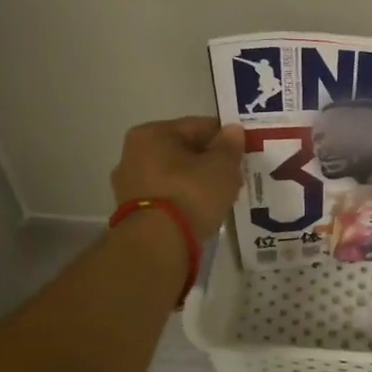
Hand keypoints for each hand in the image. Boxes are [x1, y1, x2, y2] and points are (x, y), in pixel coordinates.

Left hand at [111, 117, 245, 239]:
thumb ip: (229, 146)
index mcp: (151, 134)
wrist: (157, 245)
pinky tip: (202, 211)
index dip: (224, 139)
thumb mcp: (221, 167)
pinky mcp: (132, 212)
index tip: (242, 154)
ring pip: (174, 175)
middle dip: (209, 162)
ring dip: (197, 182)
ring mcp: (129, 185)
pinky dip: (184, 200)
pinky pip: (167, 196)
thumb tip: (232, 130)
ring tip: (222, 197)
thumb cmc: (190, 194)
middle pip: (183, 151)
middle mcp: (133, 154)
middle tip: (235, 177)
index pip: (197, 126)